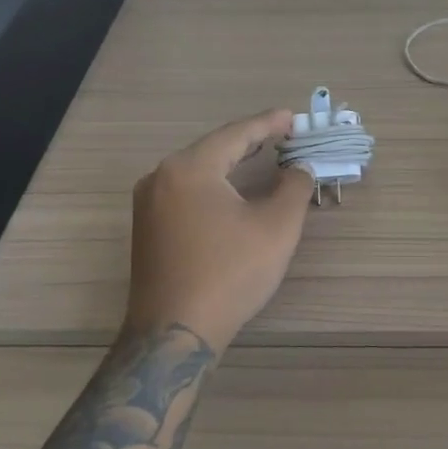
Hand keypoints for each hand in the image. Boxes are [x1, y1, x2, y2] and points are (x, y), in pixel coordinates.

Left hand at [124, 110, 313, 350]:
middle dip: (250, 141)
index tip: (293, 117)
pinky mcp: (148, 228)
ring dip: (231, 163)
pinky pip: (186, 192)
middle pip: (213, 148)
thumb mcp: (277, 227)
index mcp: (189, 168)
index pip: (235, 134)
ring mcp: (149, 204)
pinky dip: (215, 184)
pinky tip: (233, 190)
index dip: (268, 124)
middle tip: (284, 135)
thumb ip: (294, 187)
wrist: (175, 332)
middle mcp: (161, 177)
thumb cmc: (230, 273)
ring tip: (263, 155)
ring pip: (198, 171)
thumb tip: (299, 169)